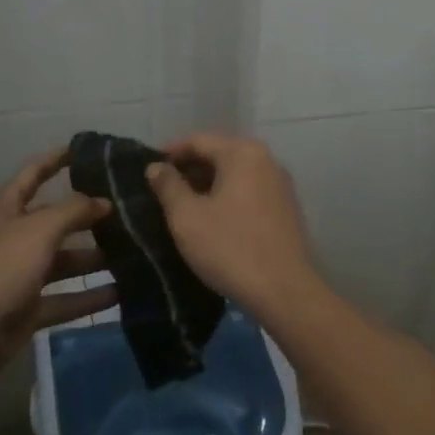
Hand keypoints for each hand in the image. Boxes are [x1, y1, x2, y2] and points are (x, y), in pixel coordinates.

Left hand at [0, 148, 116, 379]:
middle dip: (87, 215)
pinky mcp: (28, 308)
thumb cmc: (0, 266)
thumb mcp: (39, 229)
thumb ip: (74, 210)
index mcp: (6, 208)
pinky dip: (88, 296)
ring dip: (94, 258)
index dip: (57, 159)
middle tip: (127, 210)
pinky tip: (121, 293)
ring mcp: (20, 274)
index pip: (34, 173)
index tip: (87, 150)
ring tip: (133, 252)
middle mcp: (13, 236)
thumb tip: (103, 201)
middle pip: (55, 219)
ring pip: (63, 261)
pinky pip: (64, 298)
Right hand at [144, 132, 327, 320]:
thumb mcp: (187, 217)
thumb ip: (168, 185)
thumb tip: (156, 166)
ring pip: (234, 174)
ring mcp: (280, 184)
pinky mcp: (286, 208)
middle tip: (161, 190)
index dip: (169, 153)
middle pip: (218, 154)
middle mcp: (266, 160)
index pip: (197, 141)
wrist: (285, 293)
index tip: (148, 170)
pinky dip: (227, 197)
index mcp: (242, 153)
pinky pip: (249, 191)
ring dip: (207, 185)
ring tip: (182, 206)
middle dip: (188, 170)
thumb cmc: (230, 248)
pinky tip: (212, 220)